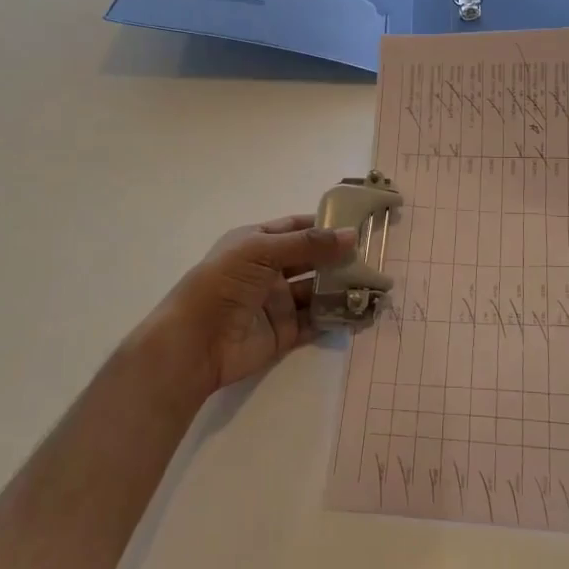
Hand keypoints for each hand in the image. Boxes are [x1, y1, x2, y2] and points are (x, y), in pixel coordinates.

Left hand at [134, 215, 358, 403]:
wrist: (194, 343)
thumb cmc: (222, 284)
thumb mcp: (262, 250)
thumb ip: (308, 244)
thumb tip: (352, 235)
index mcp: (257, 243)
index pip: (297, 228)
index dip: (325, 226)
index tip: (358, 225)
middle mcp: (269, 270)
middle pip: (311, 260)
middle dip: (339, 258)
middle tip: (374, 258)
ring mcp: (277, 302)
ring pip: (317, 291)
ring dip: (342, 288)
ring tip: (374, 286)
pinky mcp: (284, 332)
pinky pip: (316, 321)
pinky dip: (337, 317)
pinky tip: (361, 312)